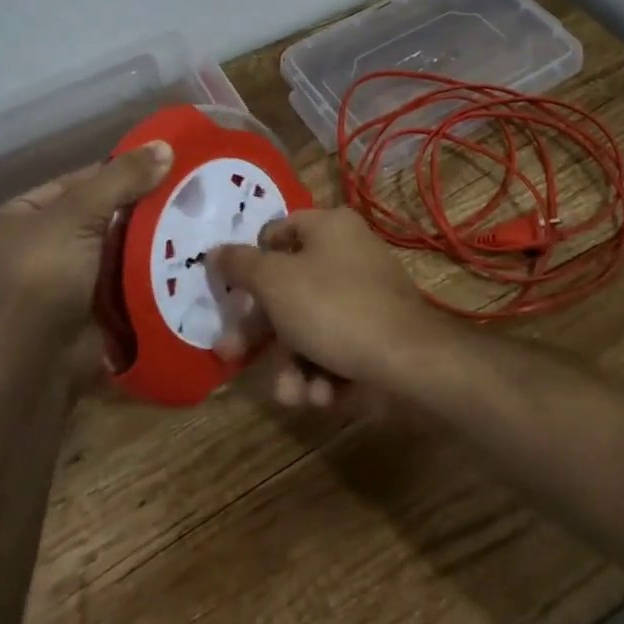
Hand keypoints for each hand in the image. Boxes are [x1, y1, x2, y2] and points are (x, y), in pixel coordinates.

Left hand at [0, 141, 173, 379]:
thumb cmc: (39, 283)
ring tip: (199, 220)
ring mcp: (62, 283)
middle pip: (99, 215)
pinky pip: (124, 281)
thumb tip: (165, 146)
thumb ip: (120, 180)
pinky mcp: (87, 312)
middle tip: (191, 192)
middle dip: (141, 207)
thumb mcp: (75, 218)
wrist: (29, 374)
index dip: (120, 171)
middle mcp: (35, 248)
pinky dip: (149, 271)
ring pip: (116, 249)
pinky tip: (186, 257)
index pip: (77, 181)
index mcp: (17, 219)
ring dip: (150, 239)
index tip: (167, 164)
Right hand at [209, 208, 449, 408]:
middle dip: (260, 331)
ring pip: (309, 327)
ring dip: (292, 364)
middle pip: (288, 288)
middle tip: (230, 354)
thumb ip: (241, 265)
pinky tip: (321, 395)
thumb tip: (215, 250)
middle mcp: (348, 255)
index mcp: (329, 228)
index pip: (278, 232)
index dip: (251, 259)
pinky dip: (322, 372)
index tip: (229, 291)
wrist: (408, 361)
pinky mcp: (376, 335)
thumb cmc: (333, 308)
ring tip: (292, 393)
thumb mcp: (275, 282)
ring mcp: (365, 296)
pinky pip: (336, 348)